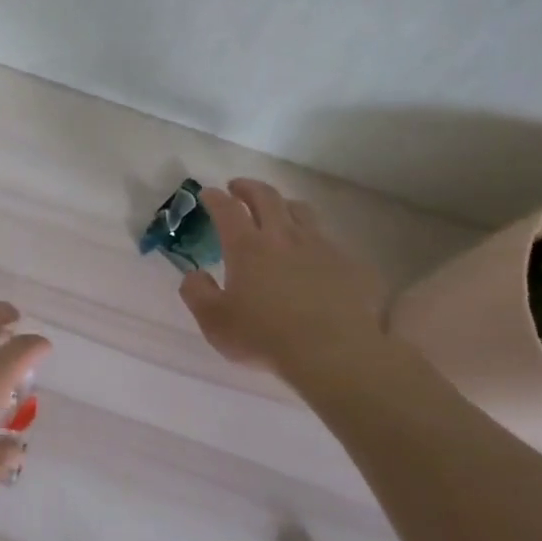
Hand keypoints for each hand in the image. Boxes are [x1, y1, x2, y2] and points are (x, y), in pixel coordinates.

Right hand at [178, 179, 386, 380]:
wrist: (333, 353)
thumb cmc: (264, 337)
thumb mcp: (214, 322)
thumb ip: (197, 294)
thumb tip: (193, 275)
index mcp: (247, 247)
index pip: (227, 210)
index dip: (215, 198)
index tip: (207, 193)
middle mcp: (282, 237)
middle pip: (266, 197)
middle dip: (249, 188)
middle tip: (238, 187)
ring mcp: (320, 247)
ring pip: (301, 211)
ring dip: (284, 204)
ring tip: (278, 210)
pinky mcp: (348, 263)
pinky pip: (329, 238)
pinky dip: (314, 236)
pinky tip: (313, 251)